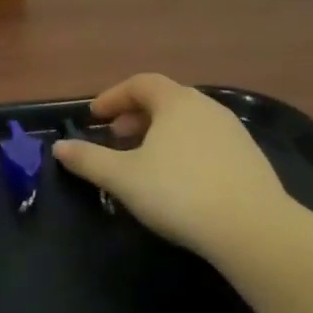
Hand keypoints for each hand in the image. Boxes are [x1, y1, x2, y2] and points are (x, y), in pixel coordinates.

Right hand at [52, 74, 300, 255]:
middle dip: (136, 116)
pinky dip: (184, 149)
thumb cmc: (179, 192)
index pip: (140, 83)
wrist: (253, 229)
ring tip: (144, 160)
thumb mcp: (123, 177)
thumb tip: (59, 147)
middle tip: (116, 137)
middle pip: (165, 100)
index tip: (95, 116)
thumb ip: (88, 159)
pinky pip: (207, 141)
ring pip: (187, 122)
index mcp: (176, 102)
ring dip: (160, 133)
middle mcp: (206, 107)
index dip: (113, 97)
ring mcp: (233, 132)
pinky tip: (179, 180)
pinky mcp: (250, 159)